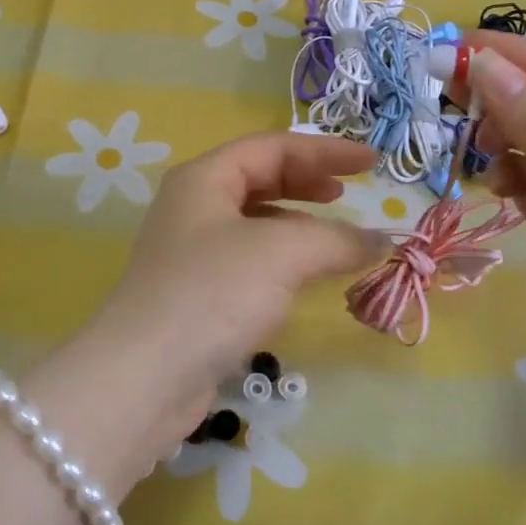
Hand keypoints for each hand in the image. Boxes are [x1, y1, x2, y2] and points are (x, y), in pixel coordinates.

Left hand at [26, 134, 385, 484]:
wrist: (145, 376)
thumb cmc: (212, 293)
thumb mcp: (282, 253)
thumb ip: (336, 239)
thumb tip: (380, 240)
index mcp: (204, 179)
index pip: (272, 147)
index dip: (325, 150)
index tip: (371, 163)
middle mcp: (194, 207)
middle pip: (260, 179)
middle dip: (307, 182)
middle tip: (348, 193)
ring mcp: (192, 252)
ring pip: (255, 223)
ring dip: (299, 224)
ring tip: (336, 238)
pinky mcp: (198, 294)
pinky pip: (250, 261)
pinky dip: (284, 261)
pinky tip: (305, 278)